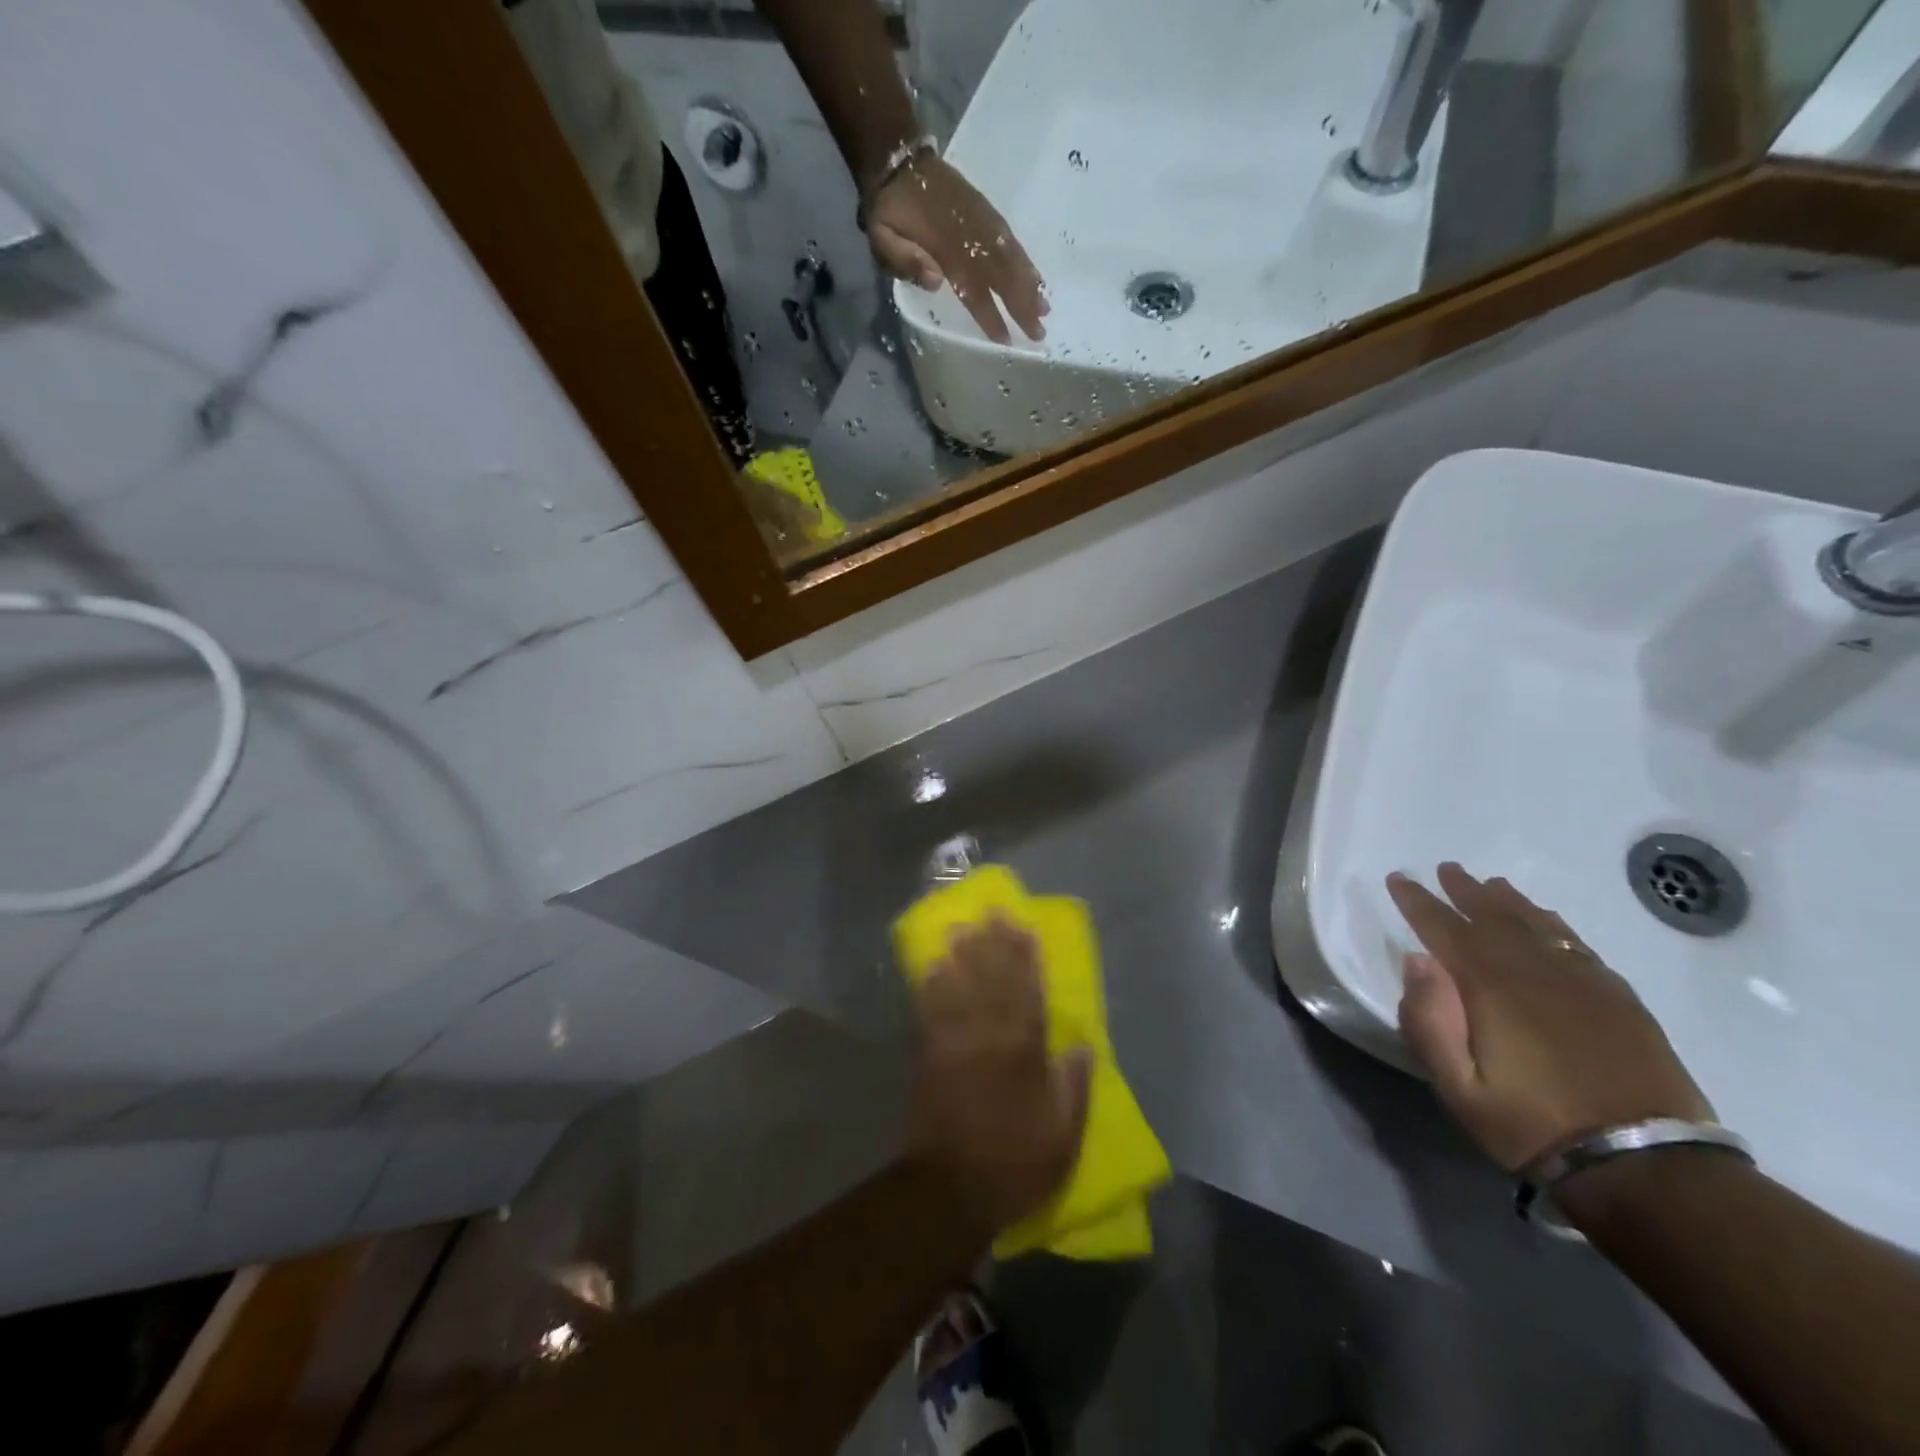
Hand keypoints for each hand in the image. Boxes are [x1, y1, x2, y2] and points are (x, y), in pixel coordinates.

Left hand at [867, 156, 1047, 344]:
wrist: (897, 159)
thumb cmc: (888, 210)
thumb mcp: (881, 237)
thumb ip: (904, 260)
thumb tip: (936, 281)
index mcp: (944, 246)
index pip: (973, 288)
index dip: (989, 314)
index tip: (1005, 339)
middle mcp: (969, 234)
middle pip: (1001, 275)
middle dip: (1021, 305)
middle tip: (1039, 333)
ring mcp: (981, 220)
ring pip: (1011, 257)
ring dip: (1029, 285)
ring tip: (1045, 309)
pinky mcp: (986, 211)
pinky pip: (1010, 239)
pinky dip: (1025, 260)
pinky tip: (1037, 278)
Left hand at [906, 916, 1091, 1236]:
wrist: (951, 1188)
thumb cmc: (1014, 1164)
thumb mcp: (1063, 1137)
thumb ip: (1074, 1088)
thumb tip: (1082, 1045)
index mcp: (1024, 1054)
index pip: (1029, 995)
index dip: (1027, 959)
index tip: (1025, 928)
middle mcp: (989, 1038)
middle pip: (993, 981)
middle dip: (995, 944)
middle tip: (994, 912)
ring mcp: (954, 1042)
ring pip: (961, 987)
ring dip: (963, 955)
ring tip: (963, 925)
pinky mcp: (928, 1055)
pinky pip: (930, 1011)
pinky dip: (931, 985)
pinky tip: (932, 964)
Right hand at [1386, 863, 1713, 1172]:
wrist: (1647, 1166)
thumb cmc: (1534, 1126)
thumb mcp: (1459, 1088)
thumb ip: (1429, 1021)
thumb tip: (1417, 959)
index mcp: (1491, 987)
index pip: (1444, 929)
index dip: (1418, 901)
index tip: (1399, 878)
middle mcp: (1535, 971)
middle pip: (1493, 917)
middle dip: (1463, 891)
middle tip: (1445, 869)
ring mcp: (1583, 982)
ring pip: (1537, 925)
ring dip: (1508, 901)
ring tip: (1490, 884)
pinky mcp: (1619, 999)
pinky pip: (1577, 944)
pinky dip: (1554, 924)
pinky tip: (1546, 920)